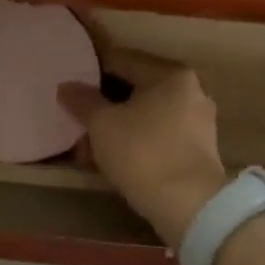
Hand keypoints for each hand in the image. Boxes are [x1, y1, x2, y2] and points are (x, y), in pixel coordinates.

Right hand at [57, 48, 228, 248]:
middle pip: (135, 91)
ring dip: (116, 129)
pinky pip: (158, 137)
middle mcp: (190, 91)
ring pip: (145, 117)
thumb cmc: (142, 153)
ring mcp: (198, 123)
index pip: (123, 60)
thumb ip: (82, 101)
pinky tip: (113, 163)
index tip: (71, 82)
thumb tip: (66, 86)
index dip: (92, 69)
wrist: (188, 205)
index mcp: (170, 75)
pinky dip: (135, 144)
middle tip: (77, 123)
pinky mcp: (198, 151)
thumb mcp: (102, 125)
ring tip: (88, 151)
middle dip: (103, 107)